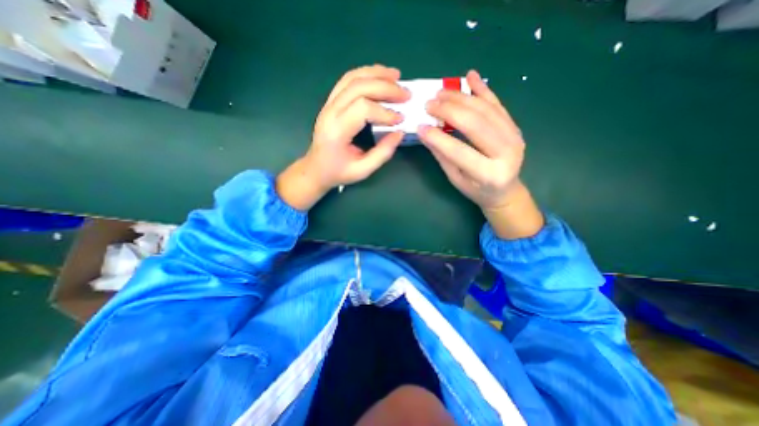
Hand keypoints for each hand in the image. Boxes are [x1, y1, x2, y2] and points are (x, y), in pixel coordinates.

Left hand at [279, 65, 409, 211]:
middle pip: (359, 87)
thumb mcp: (362, 170)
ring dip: (376, 74)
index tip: (401, 119)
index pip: (363, 109)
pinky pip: (347, 81)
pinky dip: (365, 74)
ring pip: (352, 78)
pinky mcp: (331, 102)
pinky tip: (379, 76)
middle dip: (386, 88)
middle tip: (406, 94)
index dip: (385, 112)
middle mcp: (330, 112)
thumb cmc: (338, 172)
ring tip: (396, 76)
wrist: (315, 169)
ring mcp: (328, 104)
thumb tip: (399, 132)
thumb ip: (382, 153)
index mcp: (336, 131)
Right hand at [418, 67, 542, 238]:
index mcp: (489, 174)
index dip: (438, 138)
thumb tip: (425, 132)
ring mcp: (515, 137)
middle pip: (475, 124)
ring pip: (486, 110)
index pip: (459, 151)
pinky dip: (483, 89)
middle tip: (430, 104)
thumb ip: (443, 156)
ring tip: (441, 93)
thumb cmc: (476, 190)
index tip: (420, 126)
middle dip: (449, 111)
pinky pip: (497, 105)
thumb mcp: (456, 179)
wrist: (505, 190)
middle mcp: (507, 153)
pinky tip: (470, 76)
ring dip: (461, 97)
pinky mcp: (515, 127)